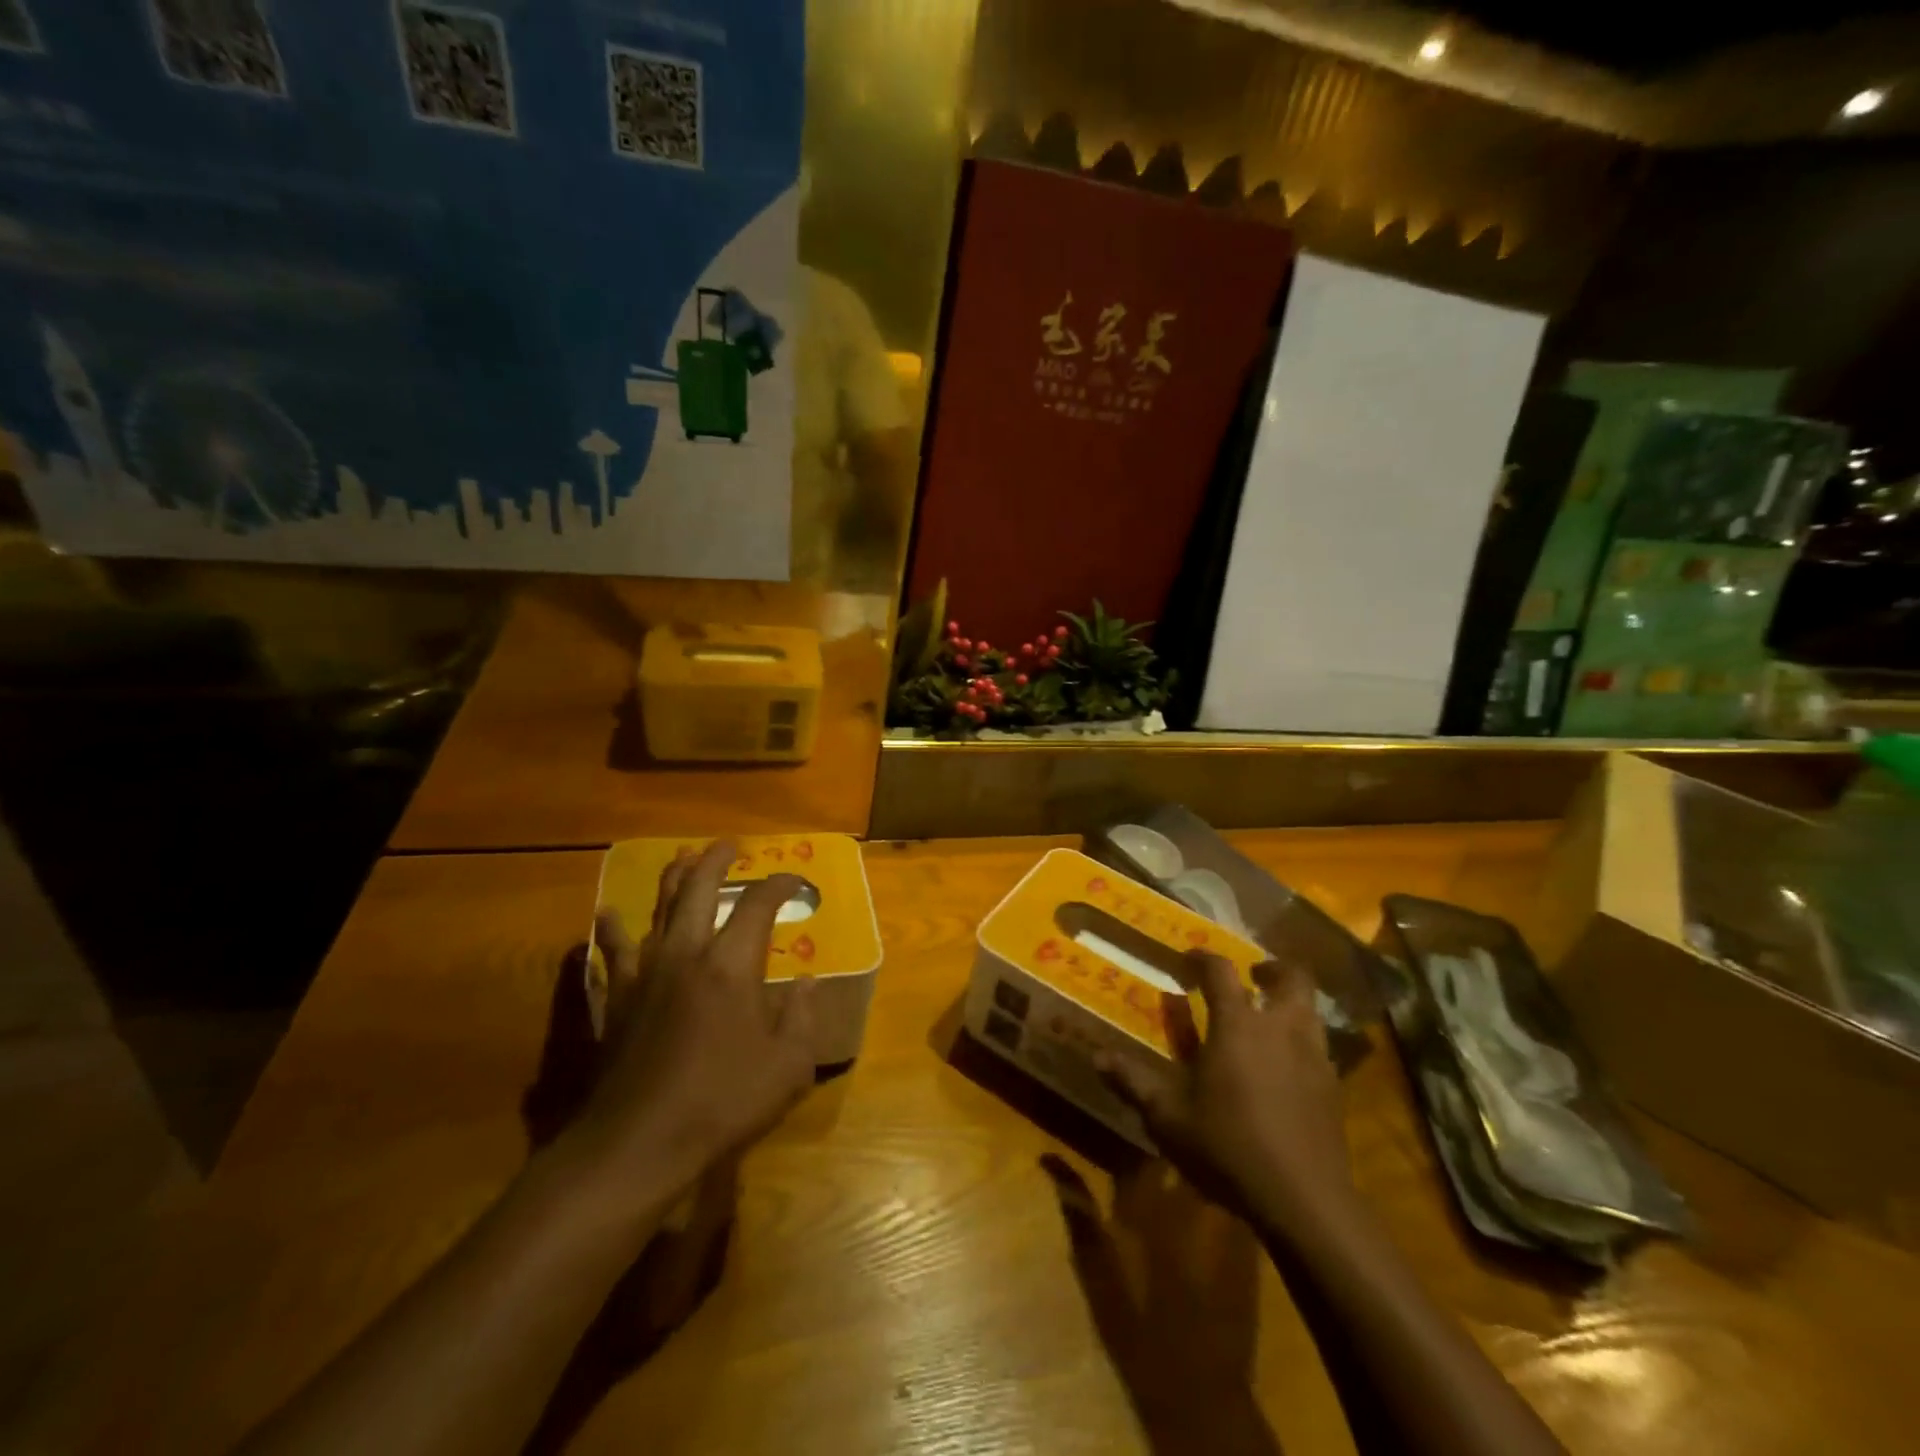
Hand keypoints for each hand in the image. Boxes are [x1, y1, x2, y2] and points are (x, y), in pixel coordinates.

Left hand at [577, 840, 817, 1199]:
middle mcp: (687, 954)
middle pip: (698, 890)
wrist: (638, 1144)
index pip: (758, 905)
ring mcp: (645, 974)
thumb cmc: (722, 1103)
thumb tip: (806, 983)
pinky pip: (613, 952)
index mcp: (731, 965)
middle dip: (715, 862)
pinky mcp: (617, 999)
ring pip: (657, 910)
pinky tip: (607, 915)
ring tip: (681, 859)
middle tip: (727, 846)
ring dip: (672, 880)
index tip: (794, 882)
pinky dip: (612, 929)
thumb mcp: (788, 1067)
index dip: (779, 885)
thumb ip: (802, 1018)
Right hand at [1098, 954, 1352, 1229]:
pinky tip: (1285, 1066)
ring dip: (1290, 1001)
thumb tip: (1097, 1057)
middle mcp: (1280, 1027)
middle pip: (1291, 976)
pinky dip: (1302, 1041)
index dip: (1202, 958)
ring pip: (1310, 1008)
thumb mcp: (1168, 1117)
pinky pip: (1319, 1046)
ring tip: (1268, 1017)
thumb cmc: (1228, 1147)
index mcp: (1237, 1024)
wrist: (1305, 1200)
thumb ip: (1134, 1081)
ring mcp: (1313, 1056)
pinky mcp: (1333, 1088)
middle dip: (1271, 968)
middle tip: (1252, 975)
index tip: (1188, 959)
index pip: (1220, 970)